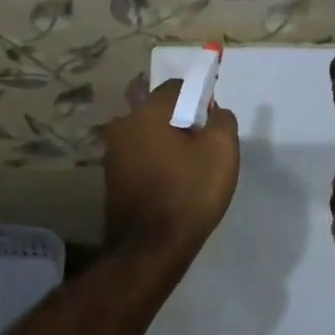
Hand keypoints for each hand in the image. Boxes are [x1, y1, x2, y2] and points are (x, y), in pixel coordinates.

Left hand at [101, 79, 239, 262]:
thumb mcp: (222, 150)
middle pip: (157, 108)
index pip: (178, 86)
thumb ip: (222, 119)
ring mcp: (113, 151)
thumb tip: (213, 112)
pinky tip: (169, 183)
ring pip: (146, 133)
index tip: (212, 124)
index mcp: (148, 110)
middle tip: (199, 144)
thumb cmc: (189, 192)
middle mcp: (124, 123)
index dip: (200, 99)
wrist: (150, 247)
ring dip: (164, 141)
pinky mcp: (111, 176)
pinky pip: (138, 156)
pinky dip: (154, 161)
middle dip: (179, 118)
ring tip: (186, 167)